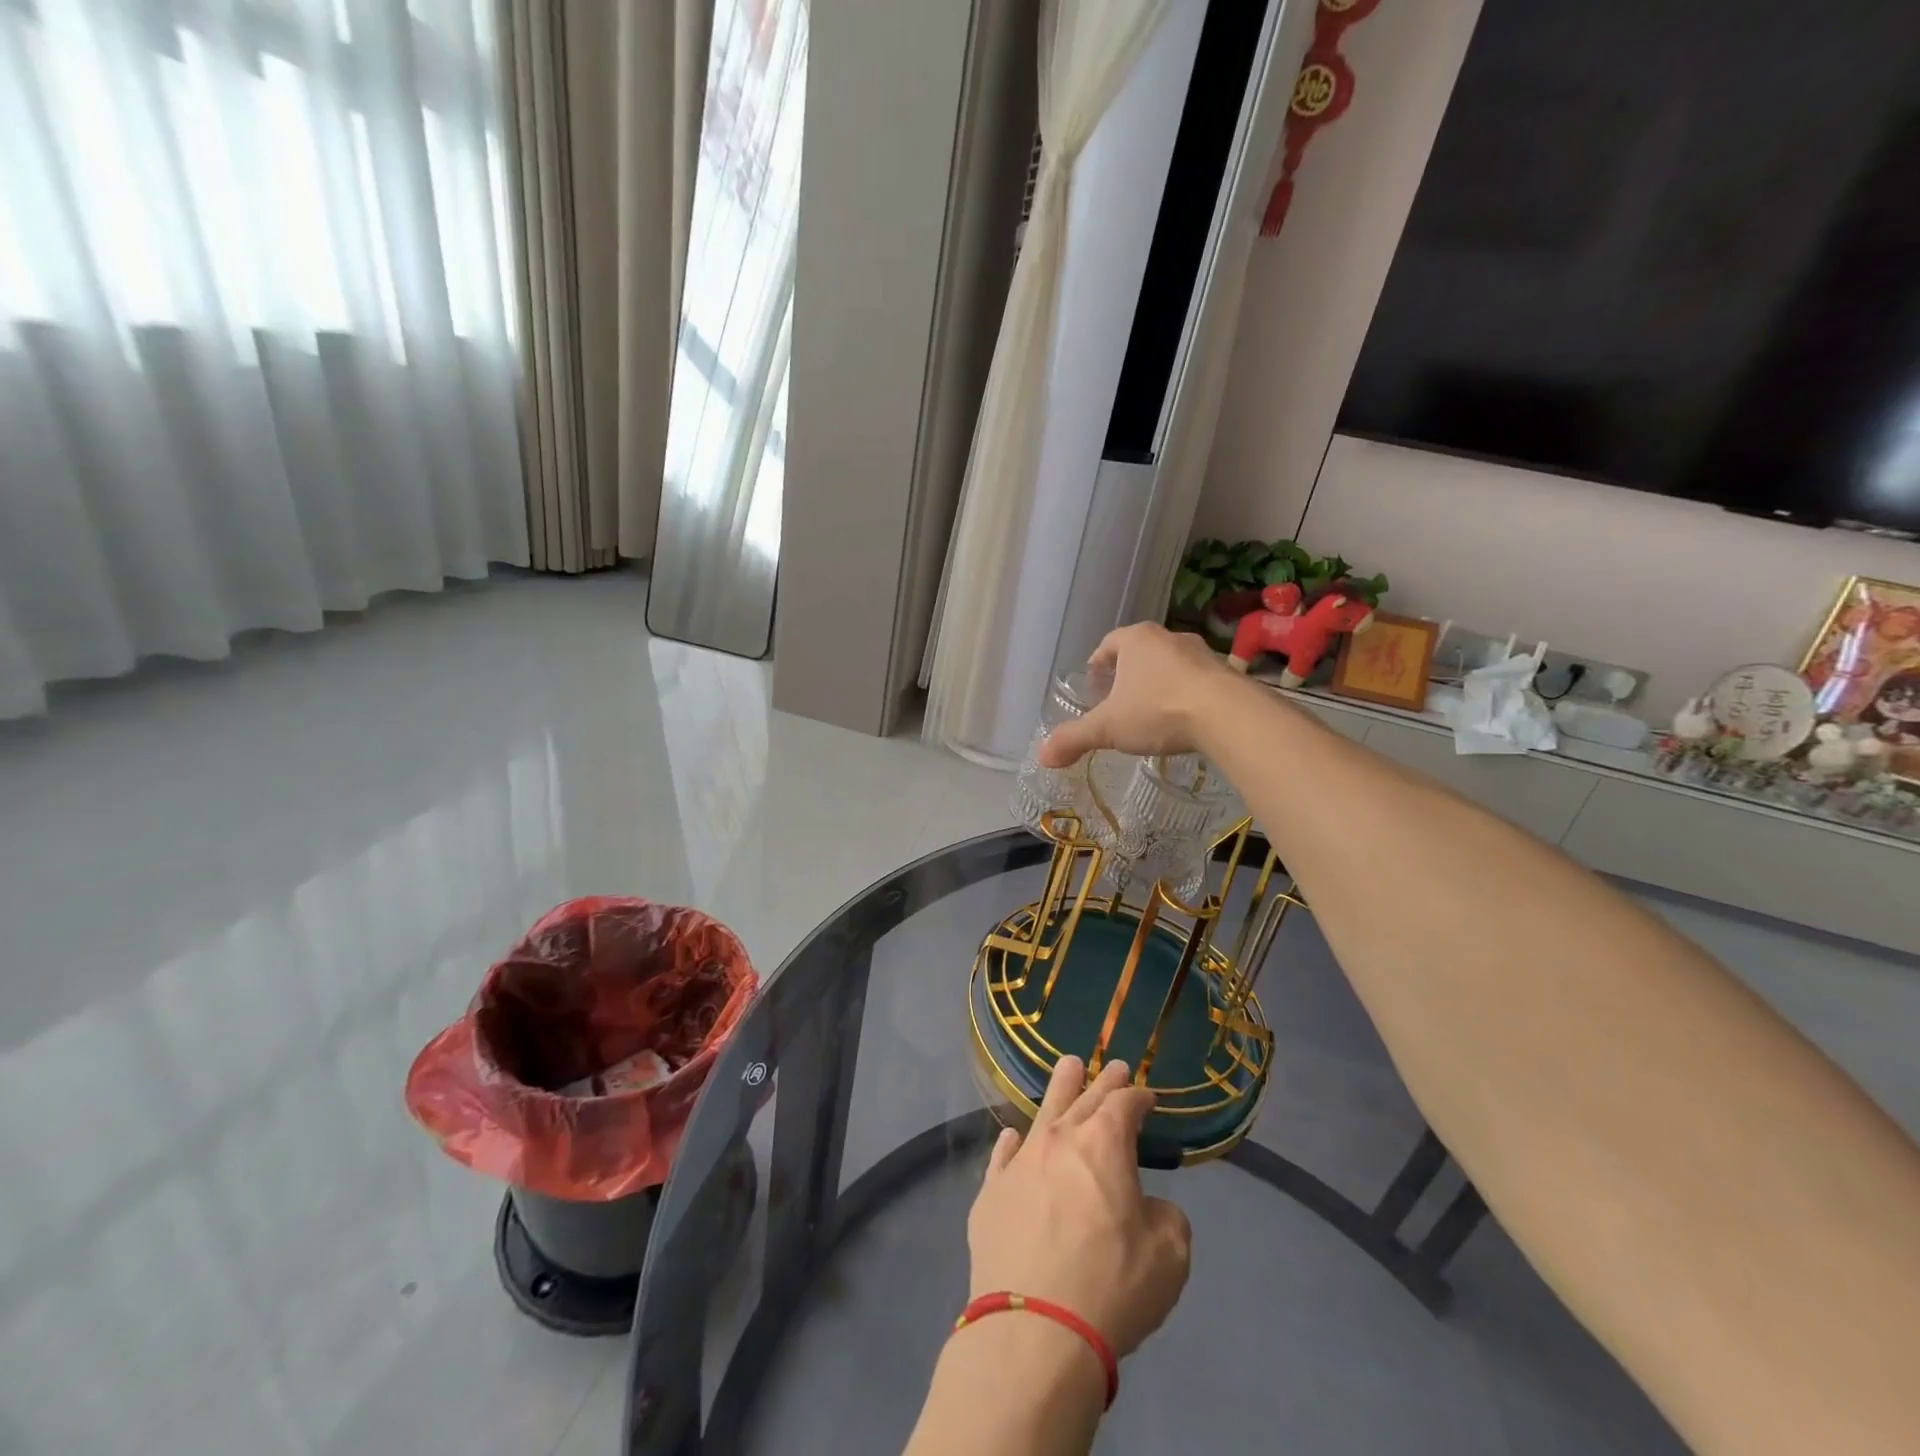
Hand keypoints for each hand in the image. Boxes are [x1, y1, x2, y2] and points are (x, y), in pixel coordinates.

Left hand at [967, 1056, 1192, 1358]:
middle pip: (1084, 1097)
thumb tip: (1149, 1207)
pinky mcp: (991, 1192)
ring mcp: (1021, 1162)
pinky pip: (1003, 1155)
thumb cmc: (1111, 1287)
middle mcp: (1059, 1139)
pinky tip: (1013, 1136)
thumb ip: (1167, 1219)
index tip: (1148, 1098)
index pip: (1125, 1105)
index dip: (1139, 1097)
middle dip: (1103, 1081)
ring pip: (1043, 1111)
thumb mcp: (1168, 1257)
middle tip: (1114, 1066)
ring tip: (1068, 1067)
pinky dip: (1012, 1143)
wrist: (1034, 1329)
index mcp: (1104, 1144)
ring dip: (1059, 1088)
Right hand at [1037, 623, 1233, 767]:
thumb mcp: (1108, 728)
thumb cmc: (1158, 710)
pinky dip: (1186, 694)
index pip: (1109, 643)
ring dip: (1160, 681)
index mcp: (1135, 640)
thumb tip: (1042, 756)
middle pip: (1141, 651)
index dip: (1099, 660)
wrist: (1227, 715)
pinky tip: (1183, 718)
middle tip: (1119, 695)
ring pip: (1171, 664)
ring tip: (1151, 708)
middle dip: (1129, 671)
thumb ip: (1074, 738)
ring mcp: (1201, 653)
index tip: (1094, 677)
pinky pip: (1197, 680)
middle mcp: (1168, 638)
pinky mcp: (1226, 673)